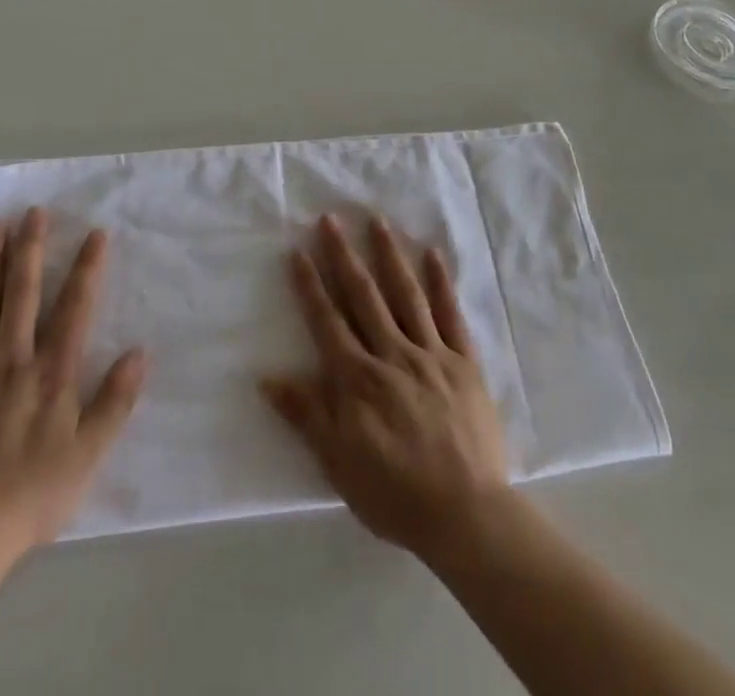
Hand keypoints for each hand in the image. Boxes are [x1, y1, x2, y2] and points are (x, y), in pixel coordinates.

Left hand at [0, 206, 147, 559]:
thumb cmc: (32, 495)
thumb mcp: (89, 454)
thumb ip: (116, 401)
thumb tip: (141, 352)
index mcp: (51, 372)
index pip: (74, 307)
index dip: (87, 268)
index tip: (95, 232)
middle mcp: (12, 358)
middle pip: (22, 292)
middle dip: (30, 249)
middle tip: (33, 211)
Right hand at [261, 215, 508, 558]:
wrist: (468, 515)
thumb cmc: (395, 494)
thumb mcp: (338, 464)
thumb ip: (306, 415)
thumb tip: (266, 378)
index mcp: (358, 379)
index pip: (327, 321)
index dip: (310, 285)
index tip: (298, 251)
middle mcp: (391, 354)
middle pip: (363, 296)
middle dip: (344, 255)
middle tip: (331, 218)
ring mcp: (431, 353)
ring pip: (406, 294)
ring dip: (389, 254)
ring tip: (377, 220)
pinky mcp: (464, 362)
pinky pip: (451, 314)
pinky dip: (442, 282)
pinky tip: (434, 254)